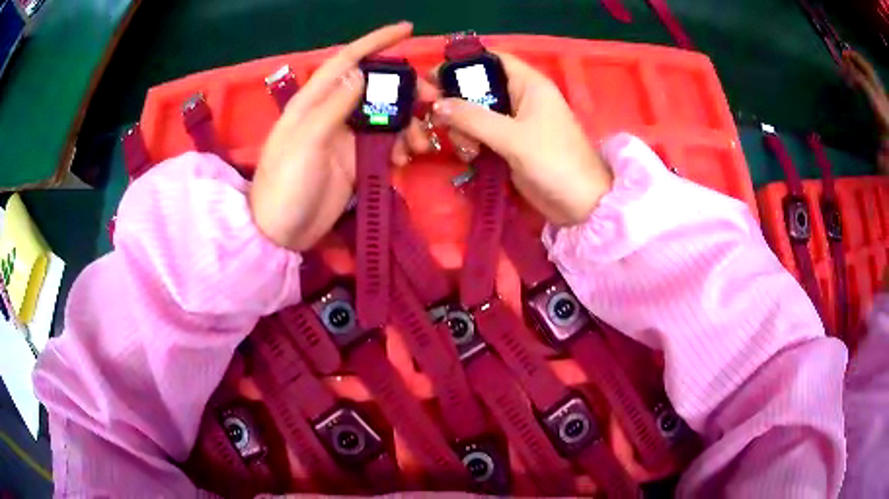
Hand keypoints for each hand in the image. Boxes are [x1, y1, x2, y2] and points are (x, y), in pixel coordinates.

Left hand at [251, 22, 435, 250]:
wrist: (281, 233)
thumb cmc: (285, 185)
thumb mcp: (305, 142)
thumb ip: (333, 106)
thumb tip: (362, 73)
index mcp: (314, 101)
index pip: (347, 60)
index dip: (376, 42)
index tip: (407, 29)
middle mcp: (332, 112)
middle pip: (375, 87)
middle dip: (406, 89)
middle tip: (433, 101)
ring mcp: (346, 136)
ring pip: (386, 115)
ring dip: (408, 123)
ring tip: (421, 143)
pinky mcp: (356, 160)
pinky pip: (386, 143)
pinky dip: (400, 146)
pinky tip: (405, 159)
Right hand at [432, 53, 612, 225]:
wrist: (580, 204)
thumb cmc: (554, 161)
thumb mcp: (512, 137)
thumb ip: (472, 118)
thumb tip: (436, 105)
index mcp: (528, 83)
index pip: (492, 58)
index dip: (462, 63)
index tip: (434, 78)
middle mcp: (520, 96)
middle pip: (477, 86)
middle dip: (457, 103)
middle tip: (440, 121)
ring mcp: (515, 122)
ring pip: (475, 113)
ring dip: (462, 128)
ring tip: (467, 149)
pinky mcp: (510, 144)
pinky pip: (481, 134)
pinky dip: (471, 142)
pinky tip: (470, 157)